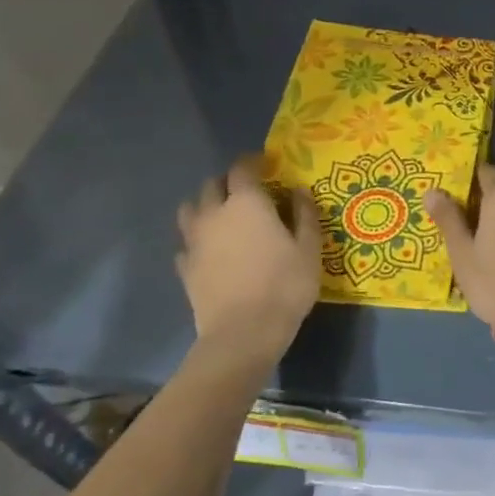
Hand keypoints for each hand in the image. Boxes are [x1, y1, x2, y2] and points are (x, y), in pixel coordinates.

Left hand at [175, 158, 320, 365]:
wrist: (244, 333)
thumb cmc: (285, 285)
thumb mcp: (309, 249)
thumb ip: (305, 215)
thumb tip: (299, 191)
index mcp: (246, 203)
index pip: (242, 168)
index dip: (254, 161)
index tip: (268, 164)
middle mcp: (214, 214)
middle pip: (211, 185)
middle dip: (228, 182)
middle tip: (248, 192)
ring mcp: (194, 241)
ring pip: (189, 209)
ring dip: (205, 206)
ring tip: (222, 217)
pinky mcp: (185, 268)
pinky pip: (186, 243)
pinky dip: (197, 240)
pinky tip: (211, 251)